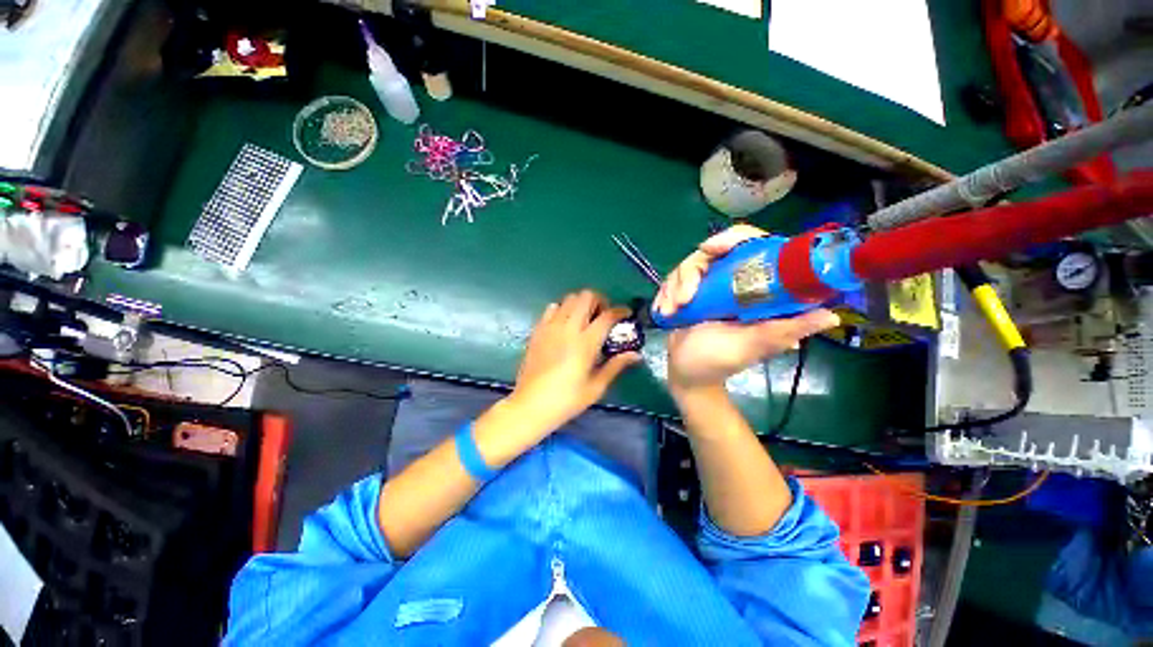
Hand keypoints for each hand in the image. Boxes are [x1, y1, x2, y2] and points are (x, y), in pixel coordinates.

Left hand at [509, 290, 639, 433]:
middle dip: (600, 301)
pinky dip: (563, 310)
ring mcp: (550, 327)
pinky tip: (565, 325)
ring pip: (569, 298)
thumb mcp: (596, 387)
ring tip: (585, 320)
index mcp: (585, 343)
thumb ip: (616, 365)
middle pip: (586, 297)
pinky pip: (551, 308)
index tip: (626, 314)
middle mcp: (568, 328)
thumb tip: (635, 354)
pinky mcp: (537, 330)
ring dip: (581, 304)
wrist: (530, 406)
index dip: (620, 311)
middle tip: (604, 316)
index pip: (607, 316)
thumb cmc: (567, 400)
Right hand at [656, 225, 839, 390]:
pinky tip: (664, 311)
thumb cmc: (717, 362)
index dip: (733, 238)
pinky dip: (665, 293)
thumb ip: (781, 331)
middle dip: (690, 273)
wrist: (686, 374)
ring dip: (675, 287)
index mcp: (757, 289)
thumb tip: (829, 316)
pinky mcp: (688, 293)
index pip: (752, 246)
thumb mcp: (750, 346)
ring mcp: (708, 286)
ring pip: (688, 265)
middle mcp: (734, 282)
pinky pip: (673, 279)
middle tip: (683, 298)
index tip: (710, 248)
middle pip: (712, 251)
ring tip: (672, 311)